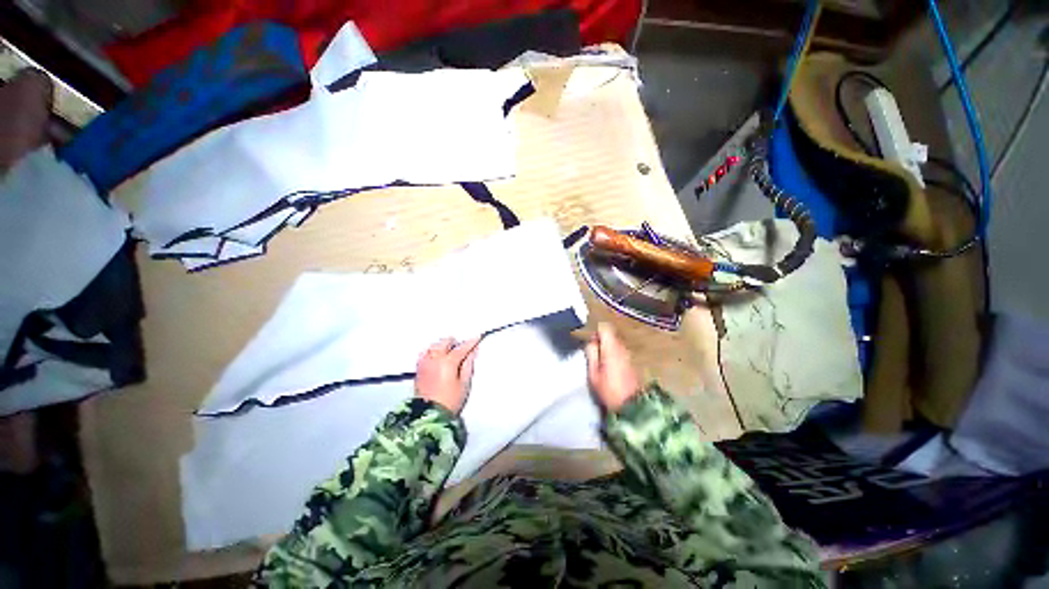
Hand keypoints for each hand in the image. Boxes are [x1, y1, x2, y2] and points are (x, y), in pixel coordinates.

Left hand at [415, 337, 481, 413]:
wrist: (429, 415)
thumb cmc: (451, 401)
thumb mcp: (464, 383)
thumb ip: (468, 365)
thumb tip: (472, 352)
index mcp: (448, 362)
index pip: (462, 348)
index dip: (471, 342)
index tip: (477, 337)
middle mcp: (434, 359)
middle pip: (445, 342)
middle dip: (455, 342)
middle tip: (462, 348)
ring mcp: (425, 363)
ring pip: (434, 346)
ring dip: (443, 345)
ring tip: (450, 352)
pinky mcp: (418, 369)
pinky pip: (425, 353)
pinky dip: (432, 351)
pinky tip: (436, 356)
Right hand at [584, 323, 640, 411]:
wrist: (632, 407)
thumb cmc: (609, 390)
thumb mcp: (593, 374)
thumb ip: (591, 354)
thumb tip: (590, 343)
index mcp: (611, 348)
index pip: (604, 328)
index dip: (596, 332)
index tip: (591, 342)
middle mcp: (622, 348)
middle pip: (610, 335)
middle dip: (601, 341)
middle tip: (593, 354)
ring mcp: (629, 355)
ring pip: (616, 344)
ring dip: (608, 349)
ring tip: (601, 363)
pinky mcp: (632, 363)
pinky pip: (621, 352)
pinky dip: (614, 355)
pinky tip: (610, 369)